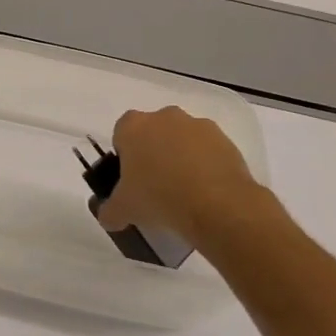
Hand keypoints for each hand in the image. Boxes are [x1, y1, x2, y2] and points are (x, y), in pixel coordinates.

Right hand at [95, 106, 270, 247]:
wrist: (218, 206)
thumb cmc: (159, 198)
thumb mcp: (123, 210)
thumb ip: (110, 211)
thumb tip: (109, 218)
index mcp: (133, 126)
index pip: (121, 133)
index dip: (125, 155)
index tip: (131, 177)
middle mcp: (164, 117)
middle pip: (153, 132)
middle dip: (154, 152)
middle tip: (155, 184)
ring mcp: (198, 126)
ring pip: (183, 139)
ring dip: (181, 157)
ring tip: (185, 190)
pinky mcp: (226, 140)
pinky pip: (208, 150)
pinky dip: (206, 165)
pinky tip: (206, 191)